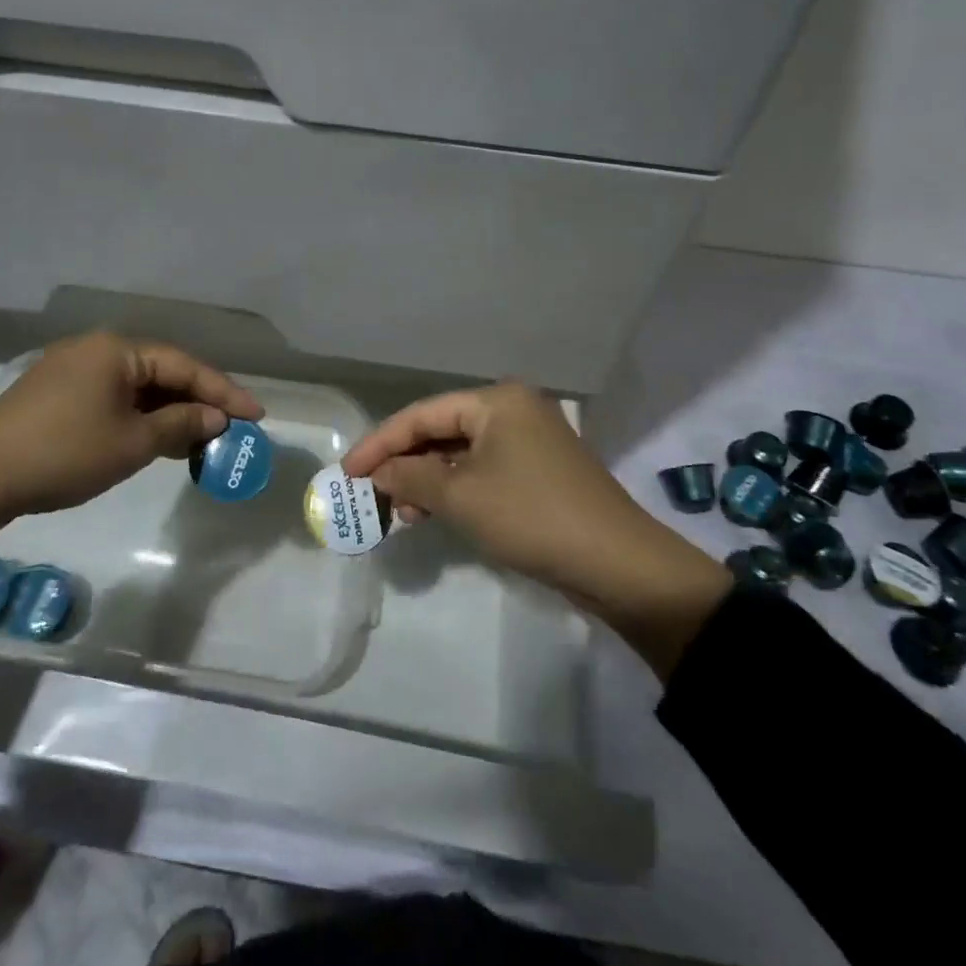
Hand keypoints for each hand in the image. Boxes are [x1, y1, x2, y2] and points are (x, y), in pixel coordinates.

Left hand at [0, 331, 262, 553]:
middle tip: (231, 428)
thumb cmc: (66, 453)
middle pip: (161, 372)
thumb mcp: (133, 442)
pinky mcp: (56, 392)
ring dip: (169, 411)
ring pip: (137, 386)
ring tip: (200, 439)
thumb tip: (216, 417)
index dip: (223, 392)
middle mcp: (96, 349)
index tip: (256, 415)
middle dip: (197, 401)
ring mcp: (72, 369)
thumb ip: (181, 423)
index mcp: (117, 349)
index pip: (184, 365)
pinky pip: (113, 397)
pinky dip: (140, 416)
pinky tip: (157, 438)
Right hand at [343, 383, 731, 677]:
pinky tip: (436, 514)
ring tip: (404, 515)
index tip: (347, 471)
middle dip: (405, 464)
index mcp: (496, 400)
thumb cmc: (531, 517)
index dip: (380, 443)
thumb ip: (411, 479)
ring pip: (461, 454)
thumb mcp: (461, 497)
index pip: (422, 414)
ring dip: (428, 481)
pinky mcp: (539, 471)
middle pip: (441, 430)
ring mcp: (530, 440)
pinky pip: (483, 471)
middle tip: (373, 494)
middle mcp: (513, 409)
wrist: (619, 565)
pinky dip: (456, 490)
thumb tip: (379, 474)